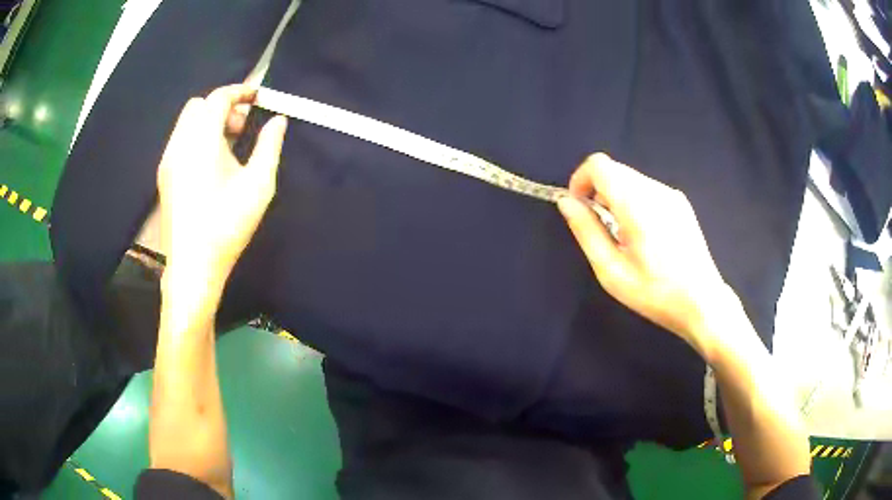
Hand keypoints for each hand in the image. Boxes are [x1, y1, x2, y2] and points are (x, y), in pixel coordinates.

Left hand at [157, 85, 287, 289]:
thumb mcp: (258, 185)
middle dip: (222, 107)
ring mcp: (168, 161)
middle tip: (243, 127)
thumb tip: (278, 120)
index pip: (218, 98)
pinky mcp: (164, 177)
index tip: (258, 97)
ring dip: (209, 123)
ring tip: (229, 148)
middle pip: (198, 106)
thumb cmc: (227, 224)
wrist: (192, 266)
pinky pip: (180, 142)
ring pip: (186, 124)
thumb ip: (270, 145)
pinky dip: (197, 139)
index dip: (240, 91)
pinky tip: (211, 166)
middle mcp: (179, 143)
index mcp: (201, 140)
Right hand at [557, 153, 732, 353]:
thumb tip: (566, 202)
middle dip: (598, 190)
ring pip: (631, 179)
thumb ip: (586, 231)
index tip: (579, 208)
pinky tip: (644, 235)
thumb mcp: (611, 270)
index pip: (599, 165)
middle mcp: (655, 190)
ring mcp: (672, 195)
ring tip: (623, 235)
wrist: (702, 302)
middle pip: (615, 170)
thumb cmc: (654, 293)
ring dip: (617, 197)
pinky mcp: (681, 203)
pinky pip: (648, 189)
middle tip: (600, 227)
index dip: (580, 179)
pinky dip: (634, 201)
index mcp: (637, 204)